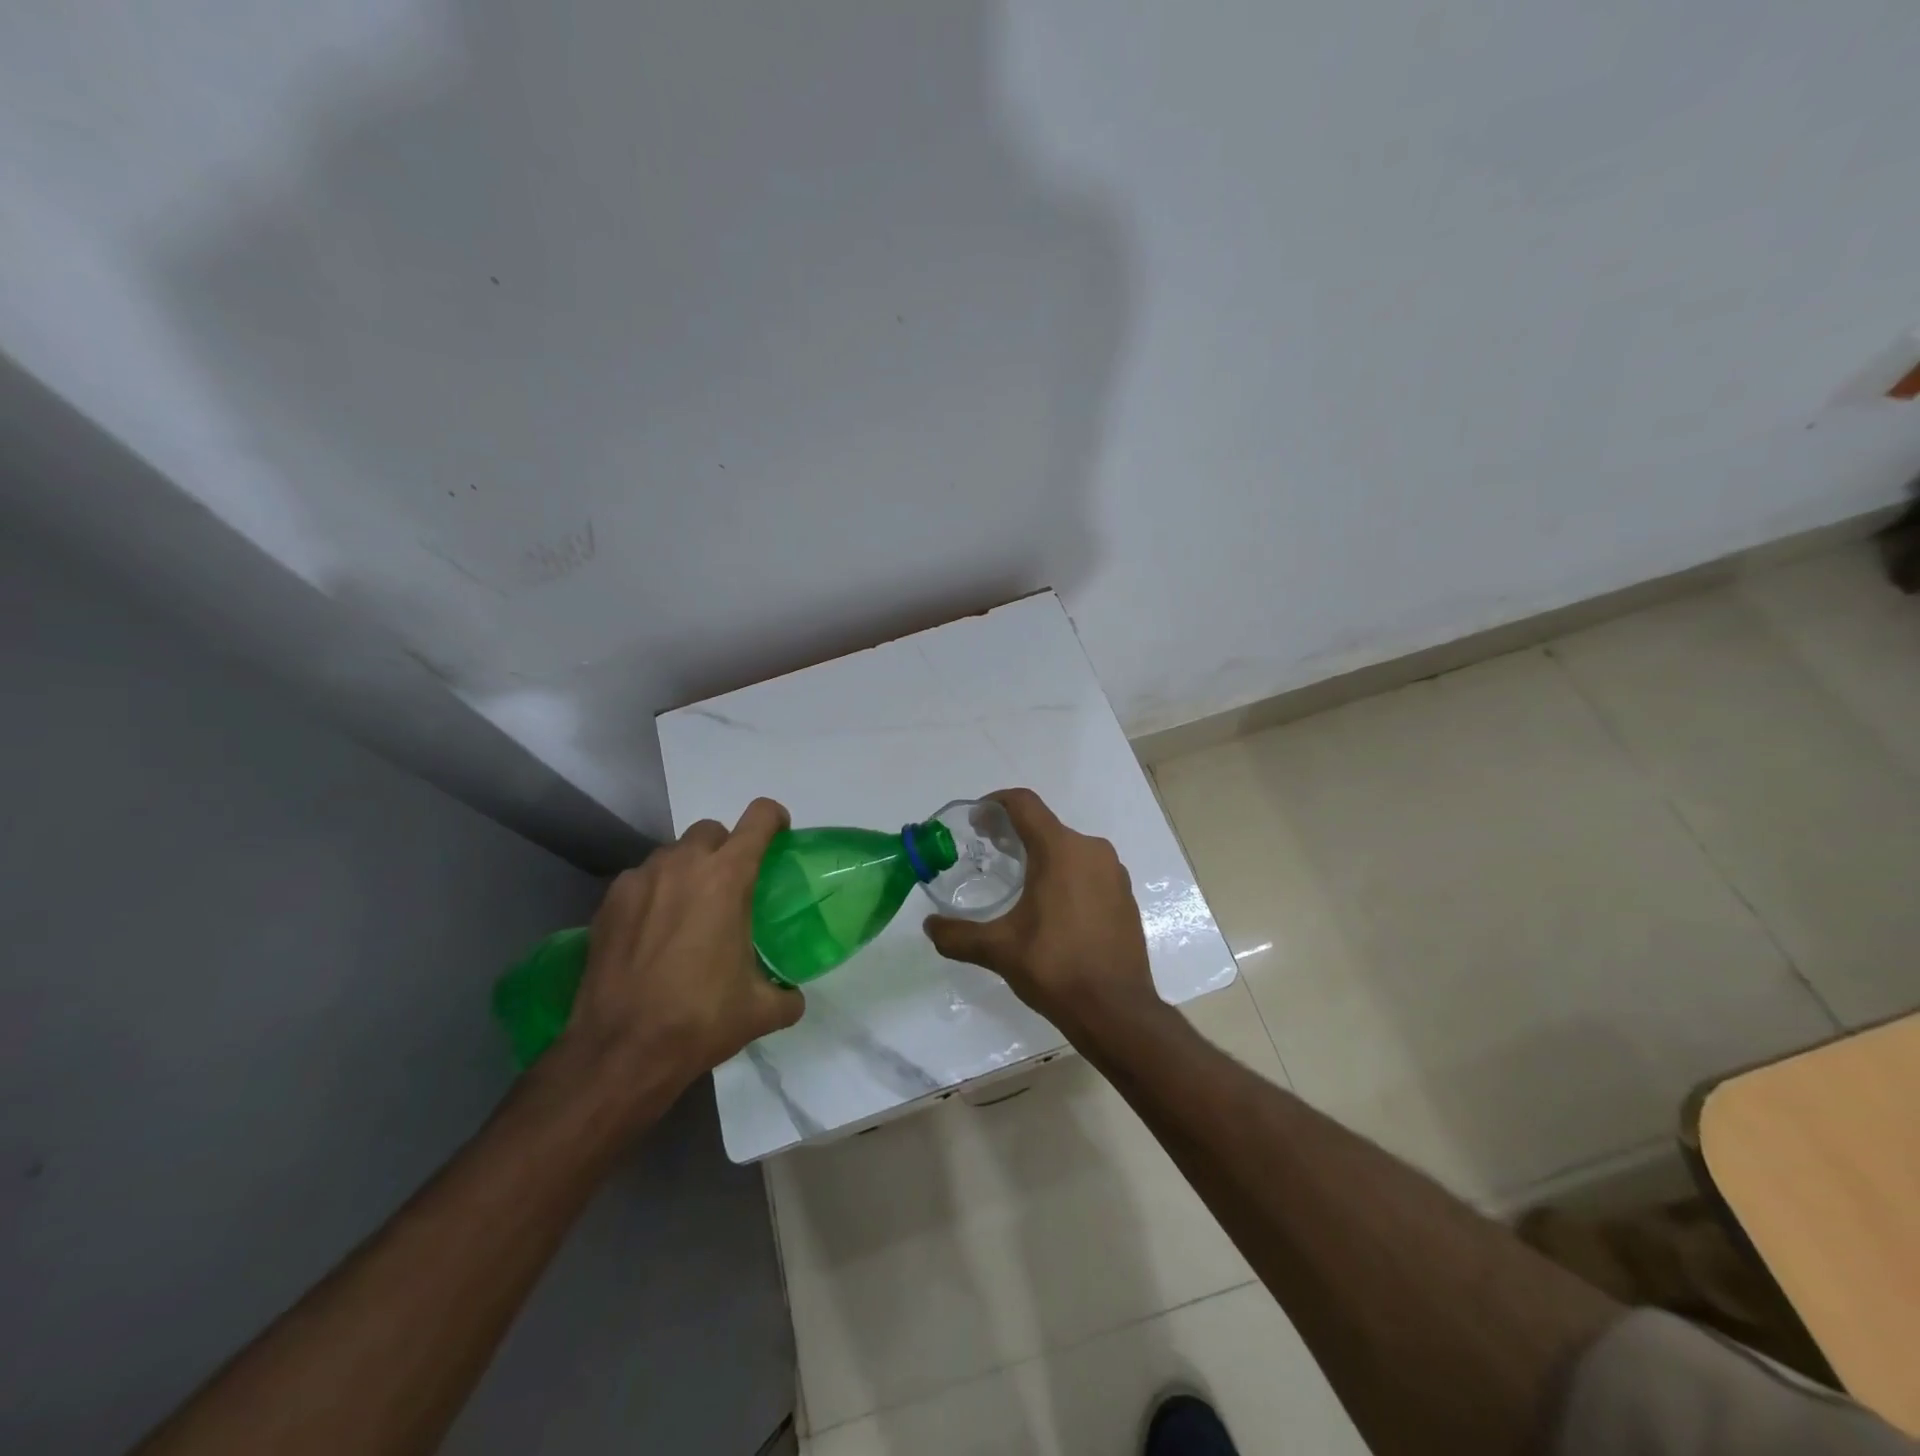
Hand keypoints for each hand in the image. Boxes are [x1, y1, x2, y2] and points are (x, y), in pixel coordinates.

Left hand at [560, 798, 803, 1107]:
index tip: (779, 838)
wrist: (620, 1051)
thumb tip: (793, 996)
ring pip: (672, 854)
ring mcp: (640, 880)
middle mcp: (683, 866)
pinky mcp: (608, 903)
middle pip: (711, 831)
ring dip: (687, 870)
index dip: (774, 819)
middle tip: (731, 888)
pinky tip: (652, 933)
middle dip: (726, 848)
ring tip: (688, 913)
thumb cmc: (699, 1020)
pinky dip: (652, 894)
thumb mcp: (760, 1011)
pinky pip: (640, 880)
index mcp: (728, 878)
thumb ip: (786, 995)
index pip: (759, 818)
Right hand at [922, 788, 1160, 1038]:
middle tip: (989, 854)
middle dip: (1015, 833)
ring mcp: (1114, 872)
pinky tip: (1052, 908)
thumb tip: (929, 926)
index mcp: (1061, 850)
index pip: (1024, 804)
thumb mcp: (998, 950)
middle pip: (1046, 825)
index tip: (976, 822)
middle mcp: (1092, 850)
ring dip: (1042, 855)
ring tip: (1018, 882)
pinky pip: (1089, 870)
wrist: (1117, 1011)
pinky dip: (1066, 875)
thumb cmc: (1055, 968)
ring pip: (1069, 848)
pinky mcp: (1125, 895)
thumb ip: (958, 934)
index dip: (996, 803)